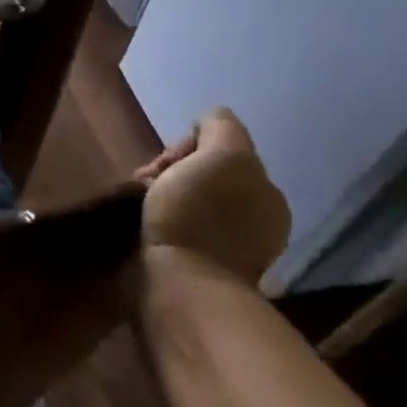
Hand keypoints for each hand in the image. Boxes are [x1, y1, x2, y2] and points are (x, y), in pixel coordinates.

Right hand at [134, 108, 289, 285]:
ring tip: (140, 204)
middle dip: (173, 173)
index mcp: (267, 193)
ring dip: (163, 196)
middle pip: (204, 175)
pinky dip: (161, 221)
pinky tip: (145, 225)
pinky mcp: (198, 268)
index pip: (222, 151)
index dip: (188, 148)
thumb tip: (209, 123)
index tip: (166, 164)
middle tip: (147, 184)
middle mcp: (256, 220)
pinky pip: (178, 227)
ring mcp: (229, 249)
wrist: (180, 283)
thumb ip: (222, 129)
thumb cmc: (200, 215)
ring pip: (188, 200)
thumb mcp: (223, 155)